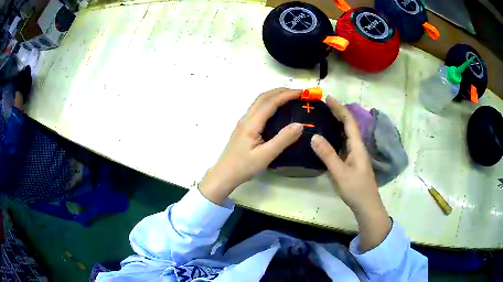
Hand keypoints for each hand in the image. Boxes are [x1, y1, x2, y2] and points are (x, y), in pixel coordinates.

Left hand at [199, 88, 302, 204]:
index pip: (271, 102)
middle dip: (281, 91)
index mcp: (251, 123)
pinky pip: (258, 109)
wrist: (224, 174)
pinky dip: (270, 103)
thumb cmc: (243, 167)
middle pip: (263, 97)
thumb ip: (283, 140)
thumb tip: (299, 124)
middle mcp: (246, 118)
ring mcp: (244, 122)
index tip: (302, 93)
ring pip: (260, 102)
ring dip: (275, 96)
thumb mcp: (266, 155)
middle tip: (299, 93)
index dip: (287, 95)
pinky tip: (277, 110)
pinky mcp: (244, 127)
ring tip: (290, 98)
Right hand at [310, 96, 390, 250]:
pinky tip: (328, 137)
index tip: (328, 98)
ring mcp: (355, 154)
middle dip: (338, 112)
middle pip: (349, 125)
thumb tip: (314, 136)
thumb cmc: (356, 189)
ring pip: (346, 134)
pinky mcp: (352, 161)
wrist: (366, 205)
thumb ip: (328, 155)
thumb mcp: (340, 173)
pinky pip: (343, 143)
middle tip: (323, 105)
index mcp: (357, 146)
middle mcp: (357, 147)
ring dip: (337, 123)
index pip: (349, 122)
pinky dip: (336, 135)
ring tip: (324, 116)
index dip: (339, 108)